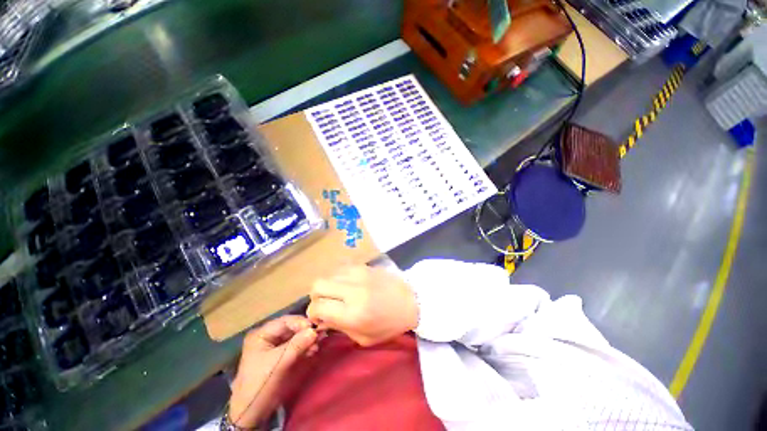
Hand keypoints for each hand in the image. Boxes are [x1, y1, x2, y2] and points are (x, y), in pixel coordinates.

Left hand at [228, 316, 317, 428]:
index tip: (315, 328)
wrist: (251, 413)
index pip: (285, 321)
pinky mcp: (279, 357)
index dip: (301, 323)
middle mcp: (267, 337)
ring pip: (294, 337)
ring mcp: (273, 347)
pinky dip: (304, 347)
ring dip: (307, 339)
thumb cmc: (260, 384)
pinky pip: (294, 346)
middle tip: (320, 334)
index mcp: (261, 335)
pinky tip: (313, 350)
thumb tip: (314, 331)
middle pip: (291, 328)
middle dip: (305, 331)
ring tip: (318, 343)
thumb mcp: (278, 363)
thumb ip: (297, 345)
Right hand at [307, 265, 418, 346]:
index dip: (313, 313)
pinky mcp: (364, 265)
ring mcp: (358, 274)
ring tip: (337, 294)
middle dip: (316, 297)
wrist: (411, 300)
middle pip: (318, 285)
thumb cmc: (389, 324)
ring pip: (328, 274)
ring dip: (328, 285)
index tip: (320, 317)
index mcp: (353, 313)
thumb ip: (339, 328)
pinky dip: (338, 276)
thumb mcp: (364, 338)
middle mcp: (352, 290)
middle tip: (327, 304)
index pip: (318, 306)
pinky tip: (347, 283)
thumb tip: (321, 318)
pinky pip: (341, 266)